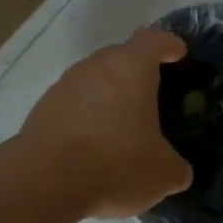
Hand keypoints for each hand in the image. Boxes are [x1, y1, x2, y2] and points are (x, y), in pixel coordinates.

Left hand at [15, 28, 192, 219]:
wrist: (44, 182)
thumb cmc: (115, 163)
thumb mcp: (162, 174)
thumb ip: (176, 167)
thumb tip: (178, 171)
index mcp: (132, 66)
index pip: (155, 40)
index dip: (169, 44)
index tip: (178, 54)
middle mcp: (97, 65)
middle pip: (122, 56)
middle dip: (138, 71)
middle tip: (152, 96)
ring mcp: (65, 84)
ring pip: (95, 78)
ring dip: (109, 94)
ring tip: (120, 125)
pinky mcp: (43, 107)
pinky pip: (74, 102)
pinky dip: (86, 115)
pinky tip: (91, 144)